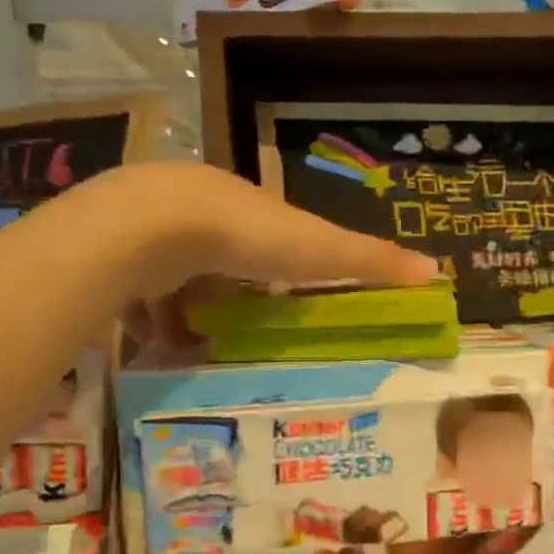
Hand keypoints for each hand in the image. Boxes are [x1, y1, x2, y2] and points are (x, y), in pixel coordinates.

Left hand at [87, 163, 438, 356]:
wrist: (149, 228)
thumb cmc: (244, 235)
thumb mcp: (318, 250)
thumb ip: (370, 262)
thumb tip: (437, 270)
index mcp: (243, 203)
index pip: (266, 233)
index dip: (276, 263)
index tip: (282, 297)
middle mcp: (196, 210)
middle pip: (218, 257)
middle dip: (227, 293)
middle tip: (236, 332)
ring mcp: (151, 231)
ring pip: (174, 276)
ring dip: (185, 312)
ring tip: (196, 349)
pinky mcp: (115, 255)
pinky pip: (135, 292)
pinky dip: (148, 319)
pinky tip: (155, 345)